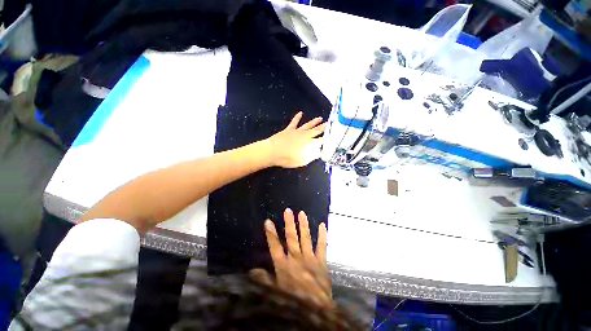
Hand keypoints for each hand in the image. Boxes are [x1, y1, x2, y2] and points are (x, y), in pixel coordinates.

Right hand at [250, 208, 331, 307]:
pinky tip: (323, 225)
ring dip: (303, 225)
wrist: (316, 310)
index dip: (271, 233)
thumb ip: (264, 280)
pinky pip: (322, 246)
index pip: (275, 246)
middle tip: (288, 210)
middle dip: (289, 223)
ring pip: (305, 238)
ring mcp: (310, 258)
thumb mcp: (275, 292)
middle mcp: (296, 258)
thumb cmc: (294, 301)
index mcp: (284, 265)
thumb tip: (252, 271)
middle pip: (291, 237)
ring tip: (302, 213)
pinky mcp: (321, 261)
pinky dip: (322, 235)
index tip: (268, 221)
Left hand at [265, 112, 325, 167]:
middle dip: (324, 128)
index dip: (327, 139)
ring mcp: (297, 131)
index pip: (321, 141)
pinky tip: (300, 113)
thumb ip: (312, 156)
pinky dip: (297, 117)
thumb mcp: (302, 161)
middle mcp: (305, 136)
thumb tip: (320, 152)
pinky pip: (294, 122)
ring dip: (314, 122)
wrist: (273, 151)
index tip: (332, 137)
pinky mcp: (289, 129)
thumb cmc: (288, 159)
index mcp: (309, 144)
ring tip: (320, 118)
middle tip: (330, 124)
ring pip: (308, 125)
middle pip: (316, 131)